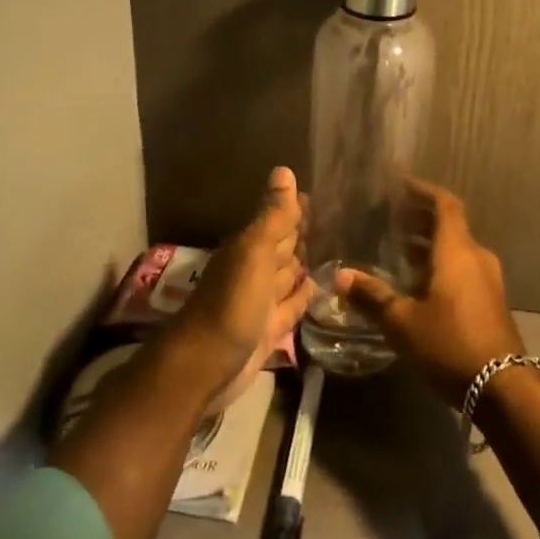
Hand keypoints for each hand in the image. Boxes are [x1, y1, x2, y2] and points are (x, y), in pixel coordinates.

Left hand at [172, 166, 311, 407]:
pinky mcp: (269, 329)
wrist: (205, 368)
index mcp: (248, 247)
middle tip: (334, 219)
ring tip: (334, 250)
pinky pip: (292, 306)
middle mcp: (255, 270)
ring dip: (304, 264)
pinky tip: (321, 288)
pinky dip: (304, 296)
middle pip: (282, 247)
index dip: (295, 208)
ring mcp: (261, 301)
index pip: (277, 220)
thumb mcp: (253, 254)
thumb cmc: (230, 305)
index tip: (320, 193)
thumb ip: (273, 217)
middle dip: (302, 234)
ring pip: (288, 275)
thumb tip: (284, 170)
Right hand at [334, 178, 525, 407]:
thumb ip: (372, 296)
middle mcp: (476, 257)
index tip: (401, 185)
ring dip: (430, 244)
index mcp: (457, 250)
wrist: (503, 387)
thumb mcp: (402, 322)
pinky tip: (419, 283)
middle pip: (450, 225)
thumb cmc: (450, 343)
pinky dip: (441, 264)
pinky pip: (463, 268)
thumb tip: (342, 276)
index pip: (444, 204)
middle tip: (392, 218)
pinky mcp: (490, 301)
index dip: (423, 191)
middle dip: (421, 218)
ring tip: (400, 249)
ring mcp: (487, 280)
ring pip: (456, 248)